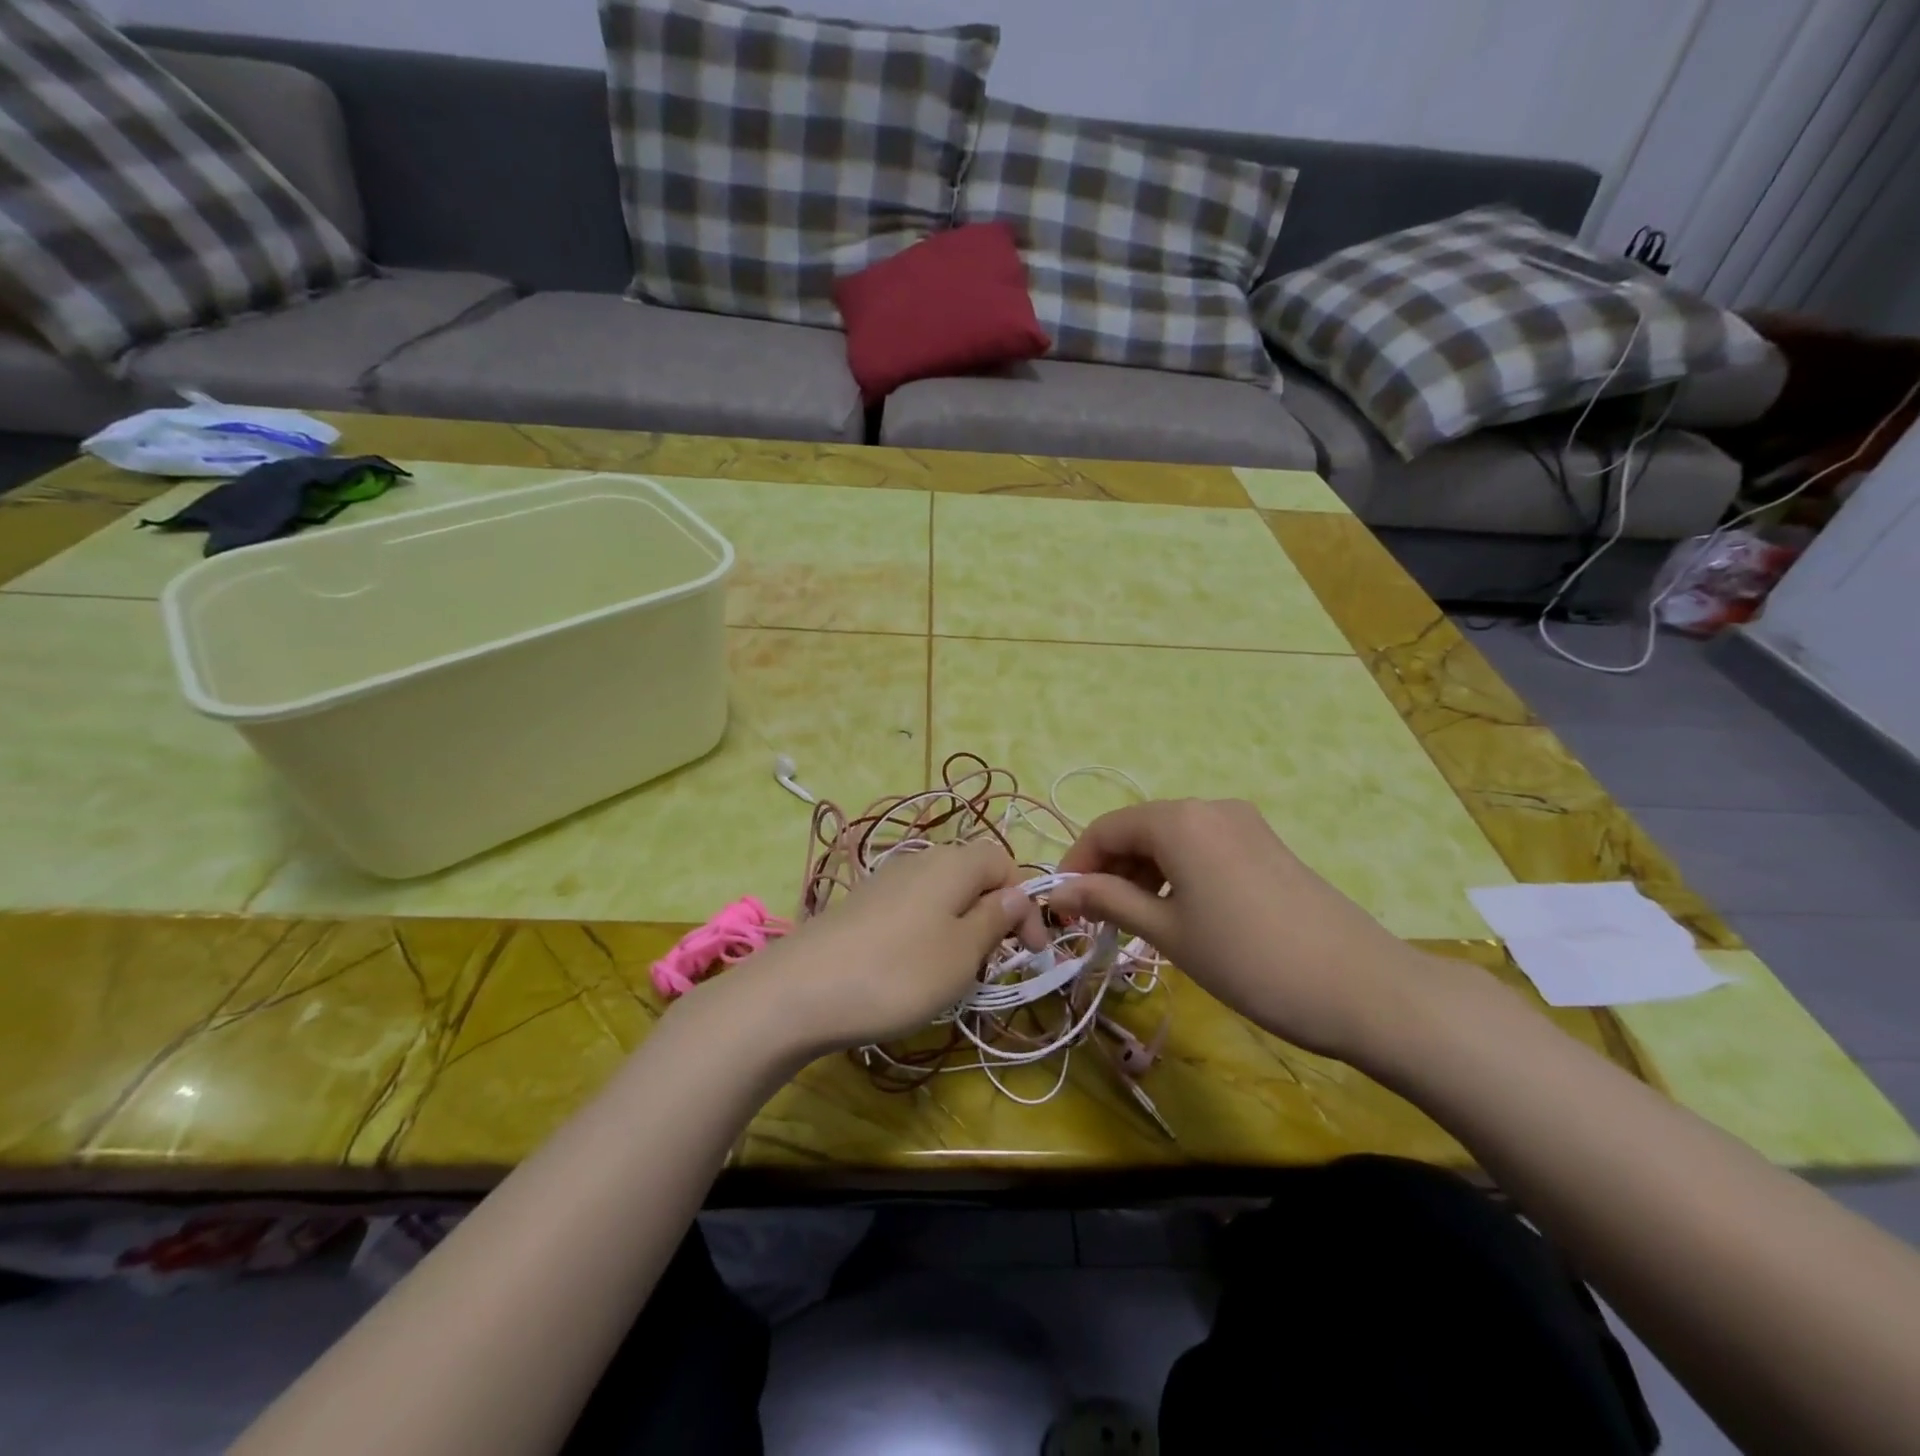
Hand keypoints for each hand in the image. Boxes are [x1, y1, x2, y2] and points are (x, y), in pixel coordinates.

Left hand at [704, 840, 1043, 1057]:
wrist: (799, 991)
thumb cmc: (898, 972)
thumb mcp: (962, 951)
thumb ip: (995, 918)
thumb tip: (1018, 893)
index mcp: (953, 863)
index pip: (1004, 861)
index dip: (1024, 902)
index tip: (1032, 952)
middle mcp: (920, 860)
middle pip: (972, 875)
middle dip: (993, 915)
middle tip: (994, 963)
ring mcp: (886, 881)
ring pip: (942, 895)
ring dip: (961, 927)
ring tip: (956, 971)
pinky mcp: (862, 906)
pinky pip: (912, 910)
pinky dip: (928, 933)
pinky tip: (914, 969)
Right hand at [1047, 799, 1431, 1066]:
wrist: (1362, 988)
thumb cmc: (1248, 960)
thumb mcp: (1168, 932)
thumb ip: (1109, 901)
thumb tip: (1059, 890)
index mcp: (1180, 820)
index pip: (1106, 828)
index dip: (1077, 863)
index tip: (1063, 906)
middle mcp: (1210, 807)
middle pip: (1139, 829)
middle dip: (1109, 870)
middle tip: (1097, 920)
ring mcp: (1244, 823)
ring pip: (1171, 839)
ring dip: (1142, 873)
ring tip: (1135, 922)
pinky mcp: (1266, 845)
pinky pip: (1203, 848)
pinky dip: (1176, 873)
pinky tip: (1178, 912)